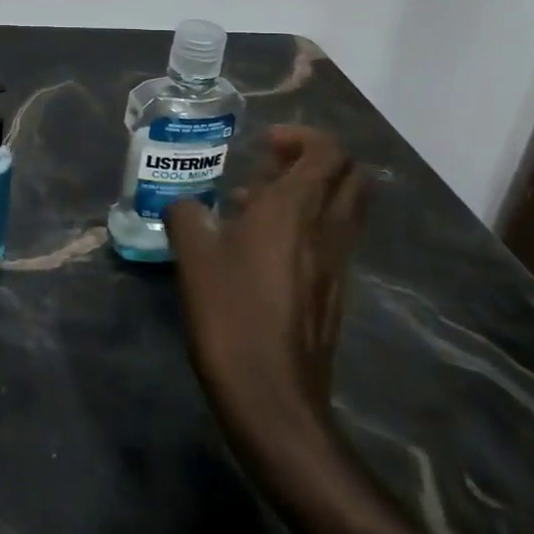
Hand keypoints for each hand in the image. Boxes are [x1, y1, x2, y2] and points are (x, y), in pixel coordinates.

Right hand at [164, 126, 364, 436]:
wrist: (272, 396)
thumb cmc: (231, 313)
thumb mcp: (194, 256)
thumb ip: (187, 215)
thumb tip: (184, 204)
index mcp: (296, 209)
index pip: (328, 152)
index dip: (302, 137)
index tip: (265, 145)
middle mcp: (327, 230)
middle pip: (350, 177)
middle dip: (316, 161)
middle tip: (271, 167)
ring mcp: (337, 265)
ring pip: (343, 210)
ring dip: (310, 195)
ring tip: (256, 206)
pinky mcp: (334, 294)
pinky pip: (331, 242)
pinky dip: (307, 229)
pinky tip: (261, 250)